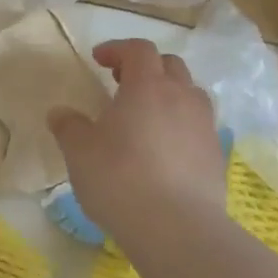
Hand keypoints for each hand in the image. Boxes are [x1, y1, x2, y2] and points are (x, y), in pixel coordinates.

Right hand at [47, 38, 226, 247]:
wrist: (176, 227)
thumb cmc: (120, 178)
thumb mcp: (80, 152)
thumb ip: (69, 127)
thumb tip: (60, 113)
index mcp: (147, 86)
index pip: (138, 49)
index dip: (118, 49)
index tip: (99, 60)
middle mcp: (181, 97)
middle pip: (170, 65)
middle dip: (146, 68)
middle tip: (122, 85)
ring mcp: (205, 126)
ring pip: (190, 94)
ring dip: (169, 95)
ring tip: (147, 117)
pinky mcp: (216, 155)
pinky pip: (198, 127)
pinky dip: (181, 126)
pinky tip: (164, 151)